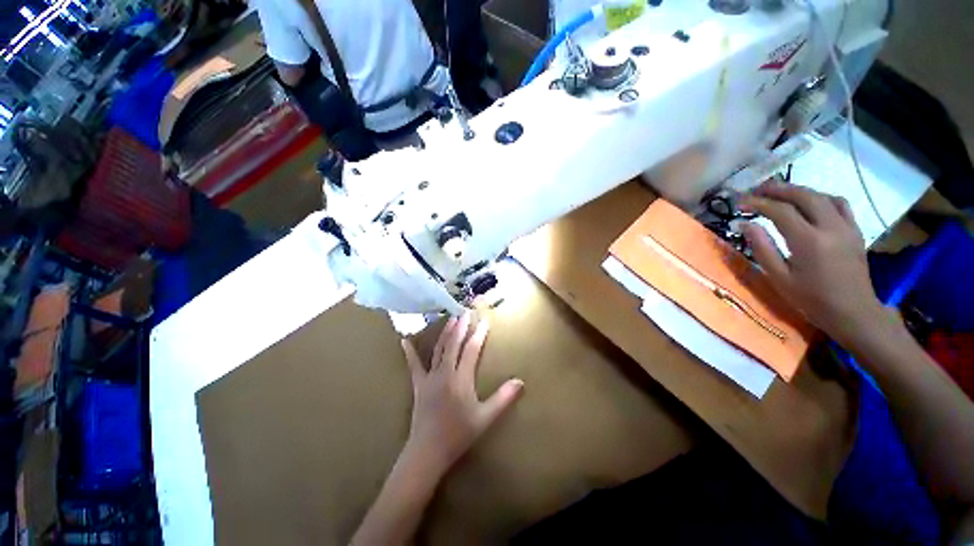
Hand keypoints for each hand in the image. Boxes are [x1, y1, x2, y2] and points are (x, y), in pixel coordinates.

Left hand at [400, 313, 523, 473]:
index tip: (484, 321)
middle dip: (461, 327)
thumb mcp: (485, 418)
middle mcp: (445, 372)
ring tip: (450, 319)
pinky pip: (413, 365)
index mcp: (461, 378)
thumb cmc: (458, 434)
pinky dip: (409, 352)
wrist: (428, 452)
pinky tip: (404, 341)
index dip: (478, 334)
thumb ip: (503, 398)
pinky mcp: (418, 385)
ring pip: (438, 349)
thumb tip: (520, 382)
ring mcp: (429, 377)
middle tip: (465, 312)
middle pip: (454, 344)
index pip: (471, 350)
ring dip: (445, 333)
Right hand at [739, 181, 884, 343]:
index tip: (740, 203)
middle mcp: (830, 227)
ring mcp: (846, 227)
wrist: (853, 312)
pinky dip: (820, 198)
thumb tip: (744, 224)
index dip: (758, 203)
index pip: (780, 211)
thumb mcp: (778, 277)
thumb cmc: (811, 299)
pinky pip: (839, 204)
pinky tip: (809, 203)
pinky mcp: (855, 231)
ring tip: (780, 194)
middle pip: (804, 195)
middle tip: (756, 191)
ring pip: (822, 196)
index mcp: (809, 241)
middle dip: (777, 189)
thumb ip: (761, 248)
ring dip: (798, 191)